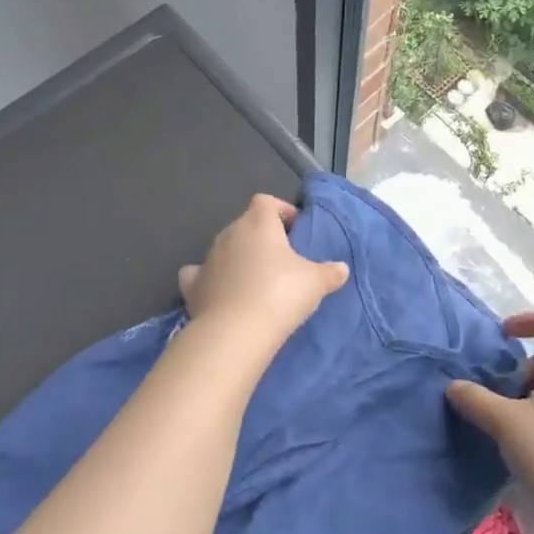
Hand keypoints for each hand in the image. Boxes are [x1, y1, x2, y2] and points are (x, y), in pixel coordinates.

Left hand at [178, 195, 349, 346]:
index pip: (266, 202)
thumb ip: (330, 272)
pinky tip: (220, 291)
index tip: (295, 229)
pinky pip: (199, 273)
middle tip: (281, 259)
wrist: (236, 331)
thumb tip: (341, 269)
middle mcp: (229, 234)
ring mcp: (207, 258)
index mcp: (258, 224)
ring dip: (238, 258)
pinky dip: (209, 278)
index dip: (281, 211)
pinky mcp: (192, 284)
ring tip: (256, 280)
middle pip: (245, 224)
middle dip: (261, 237)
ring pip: (224, 248)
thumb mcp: (316, 283)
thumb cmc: (281, 294)